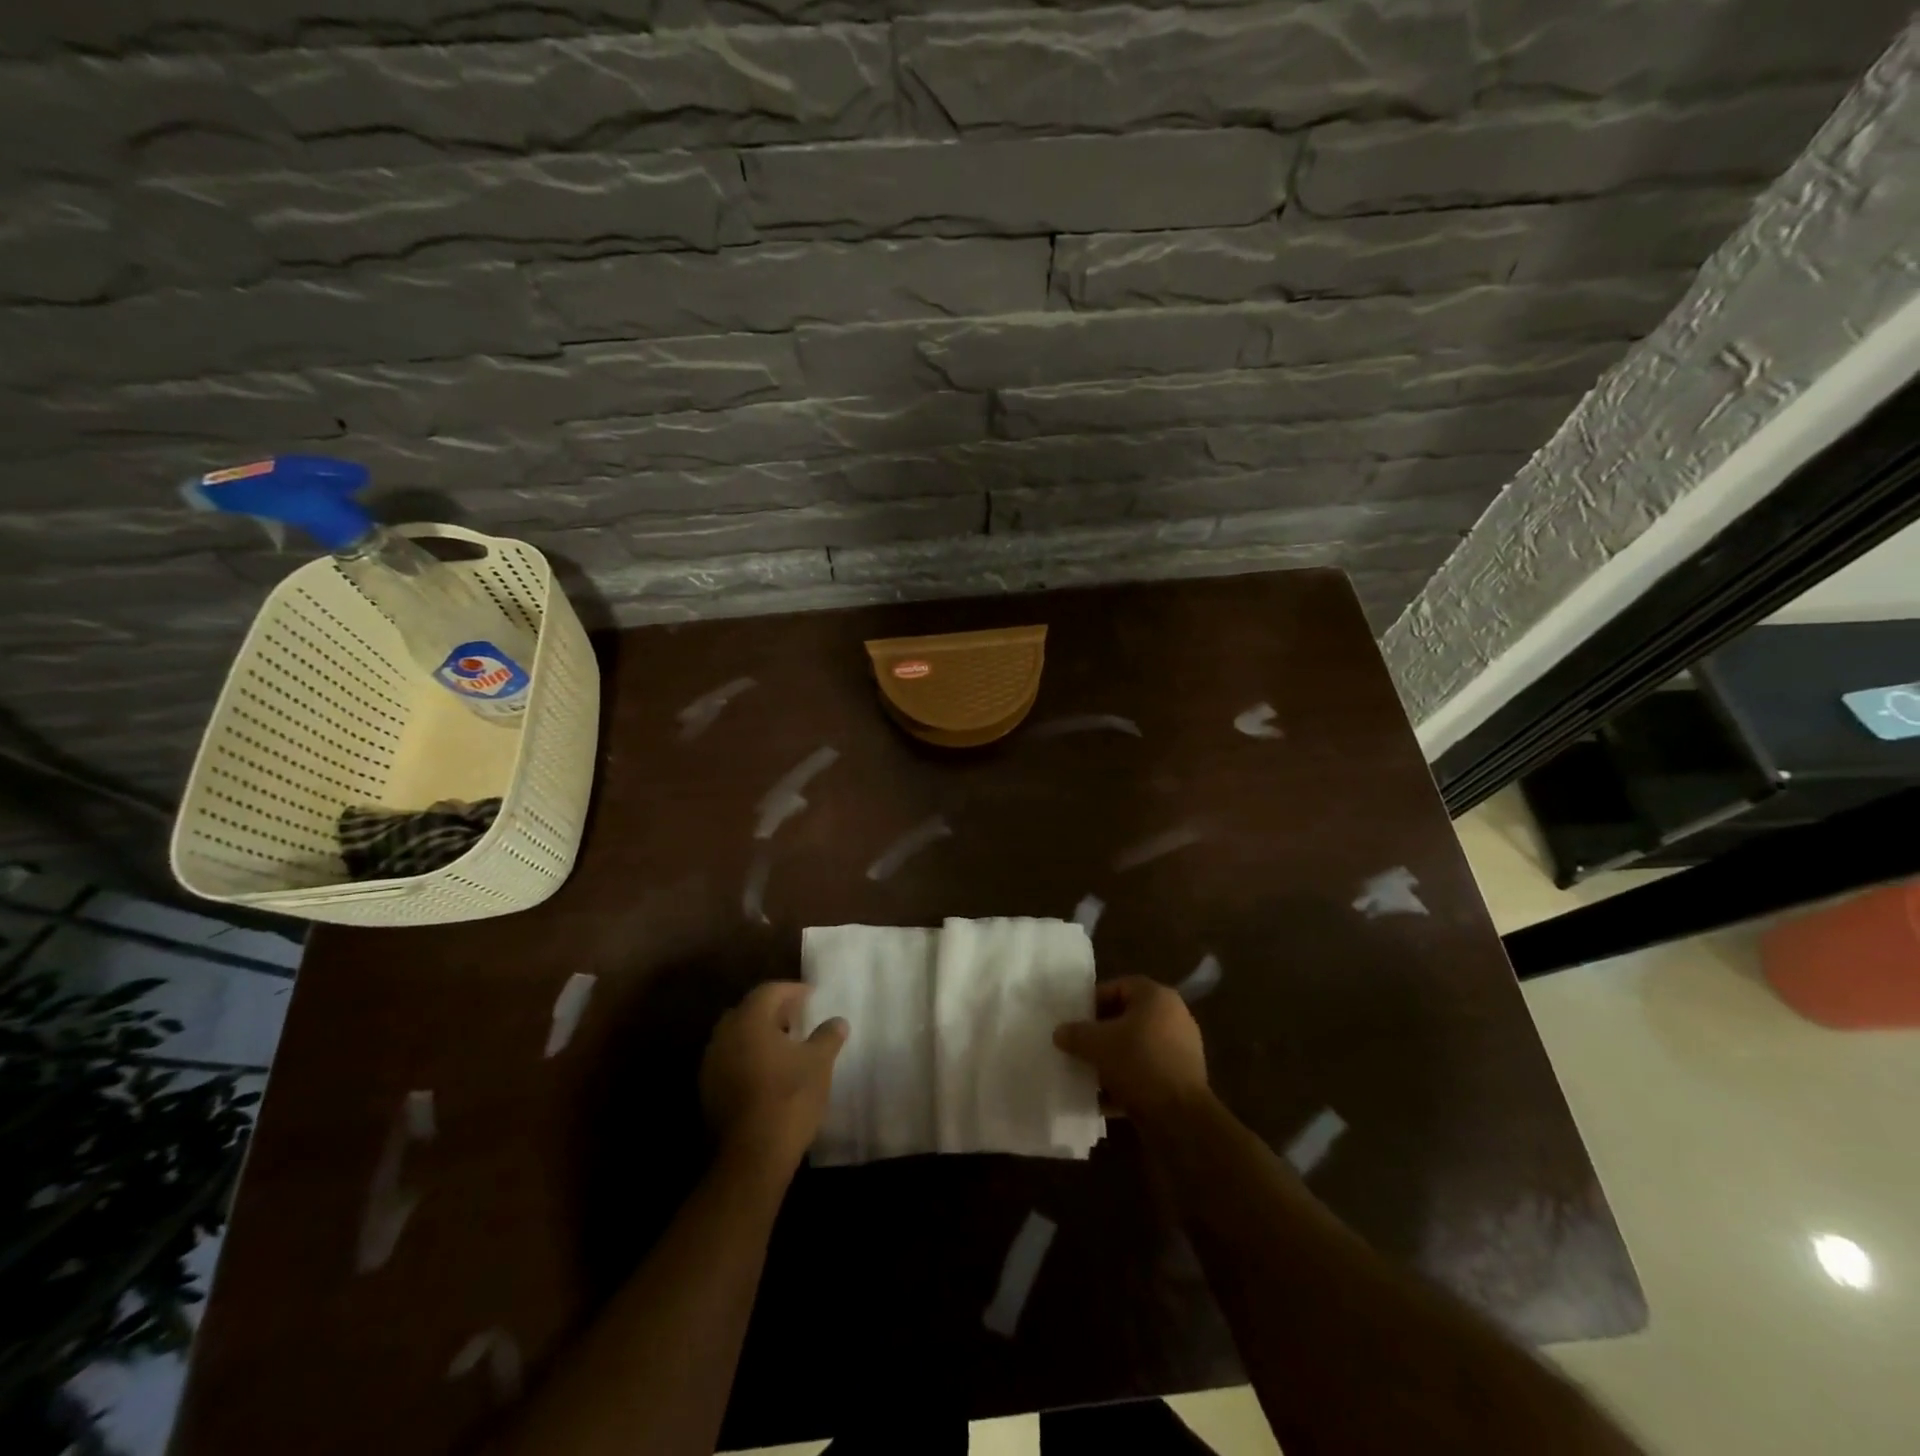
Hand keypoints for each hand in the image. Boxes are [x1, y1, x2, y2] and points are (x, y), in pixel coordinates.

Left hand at [699, 982, 846, 1175]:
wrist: (752, 1156)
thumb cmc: (789, 1098)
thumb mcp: (819, 1063)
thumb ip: (828, 1036)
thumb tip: (837, 1021)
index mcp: (749, 1021)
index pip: (769, 991)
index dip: (792, 990)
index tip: (812, 996)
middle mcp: (724, 1036)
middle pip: (749, 1011)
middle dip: (773, 1011)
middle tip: (798, 1017)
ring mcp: (711, 1065)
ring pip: (737, 1037)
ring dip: (759, 1035)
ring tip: (786, 1045)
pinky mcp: (708, 1091)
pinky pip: (730, 1060)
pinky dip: (749, 1057)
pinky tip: (769, 1072)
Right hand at [1054, 975, 1209, 1122]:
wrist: (1180, 1118)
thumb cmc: (1138, 1064)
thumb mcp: (1097, 1044)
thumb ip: (1075, 1034)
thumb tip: (1059, 1032)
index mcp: (1157, 997)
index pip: (1119, 987)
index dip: (1094, 1000)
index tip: (1075, 1018)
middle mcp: (1173, 1017)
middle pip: (1128, 1018)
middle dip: (1101, 1033)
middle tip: (1079, 1045)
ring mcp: (1181, 1049)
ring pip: (1136, 1048)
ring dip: (1112, 1060)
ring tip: (1088, 1073)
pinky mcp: (1181, 1079)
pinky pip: (1146, 1072)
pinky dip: (1126, 1082)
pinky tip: (1103, 1098)